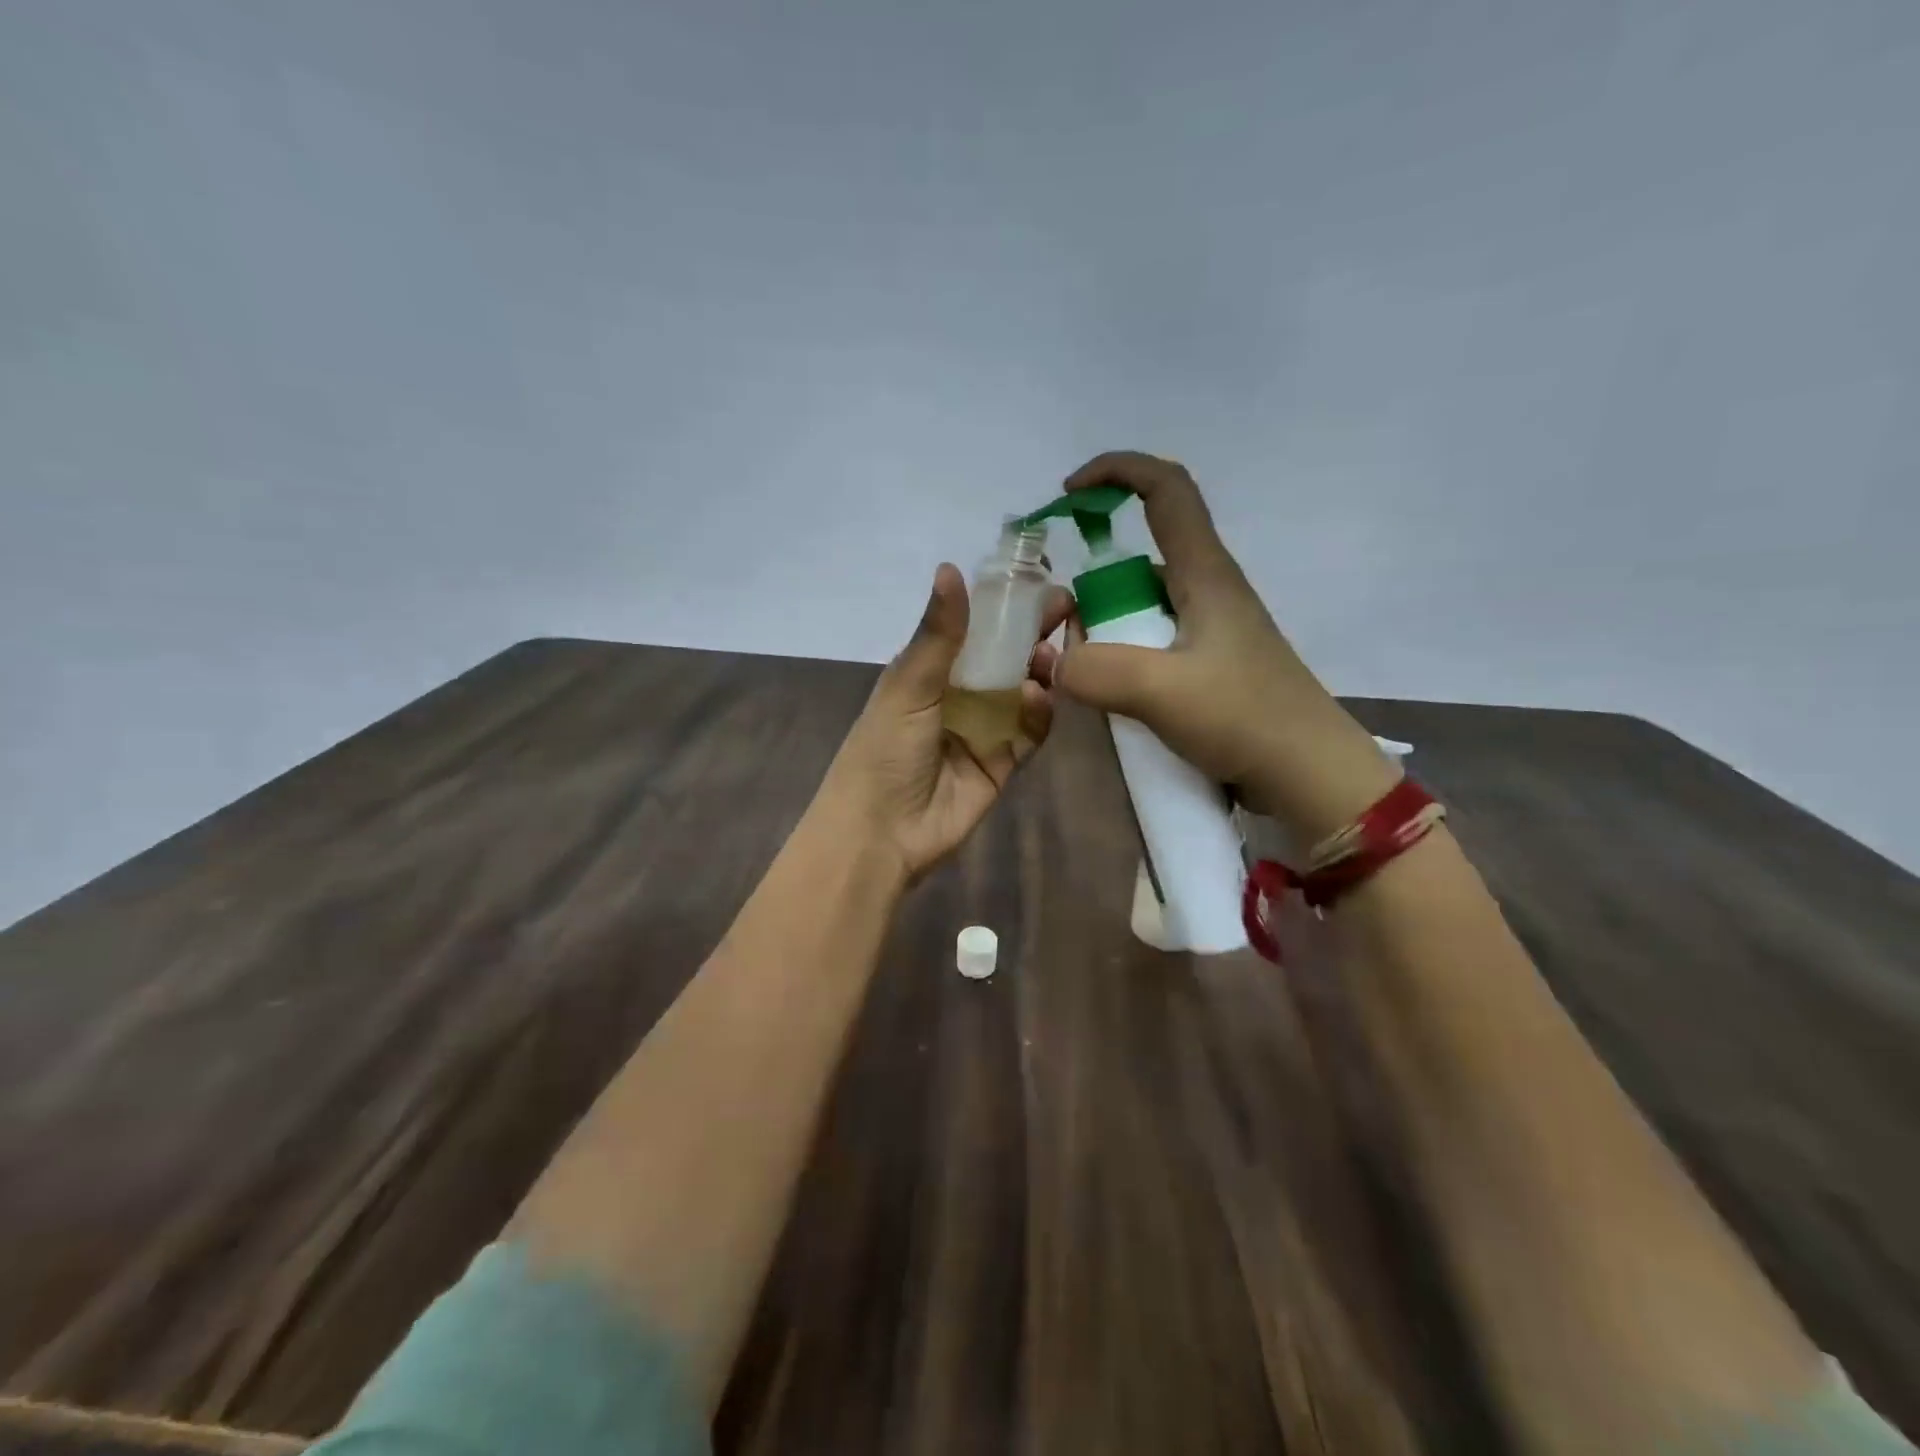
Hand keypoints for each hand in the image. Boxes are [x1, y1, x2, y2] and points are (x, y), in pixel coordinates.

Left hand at [822, 563, 1070, 882]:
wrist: (882, 833)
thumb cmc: (885, 750)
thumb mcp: (908, 685)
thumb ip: (938, 633)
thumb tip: (950, 567)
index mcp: (929, 671)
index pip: (973, 629)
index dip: (1004, 608)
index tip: (1038, 585)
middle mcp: (958, 696)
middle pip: (1004, 658)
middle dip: (1032, 635)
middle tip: (1064, 614)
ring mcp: (982, 730)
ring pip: (1022, 692)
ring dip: (1039, 672)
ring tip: (1049, 657)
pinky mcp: (1002, 763)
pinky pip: (1030, 732)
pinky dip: (1038, 714)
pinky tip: (1036, 699)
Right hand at [1052, 450, 1397, 842]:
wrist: (1309, 776)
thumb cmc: (1246, 718)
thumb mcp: (1162, 691)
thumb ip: (1096, 671)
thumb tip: (1055, 662)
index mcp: (1205, 573)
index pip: (1166, 488)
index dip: (1117, 471)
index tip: (1070, 492)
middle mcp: (1207, 592)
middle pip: (1139, 558)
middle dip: (1093, 586)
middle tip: (1069, 635)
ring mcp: (1209, 632)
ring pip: (1139, 607)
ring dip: (1104, 631)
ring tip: (1088, 680)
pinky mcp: (1207, 667)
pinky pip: (1148, 646)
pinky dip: (1121, 660)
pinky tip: (1112, 699)